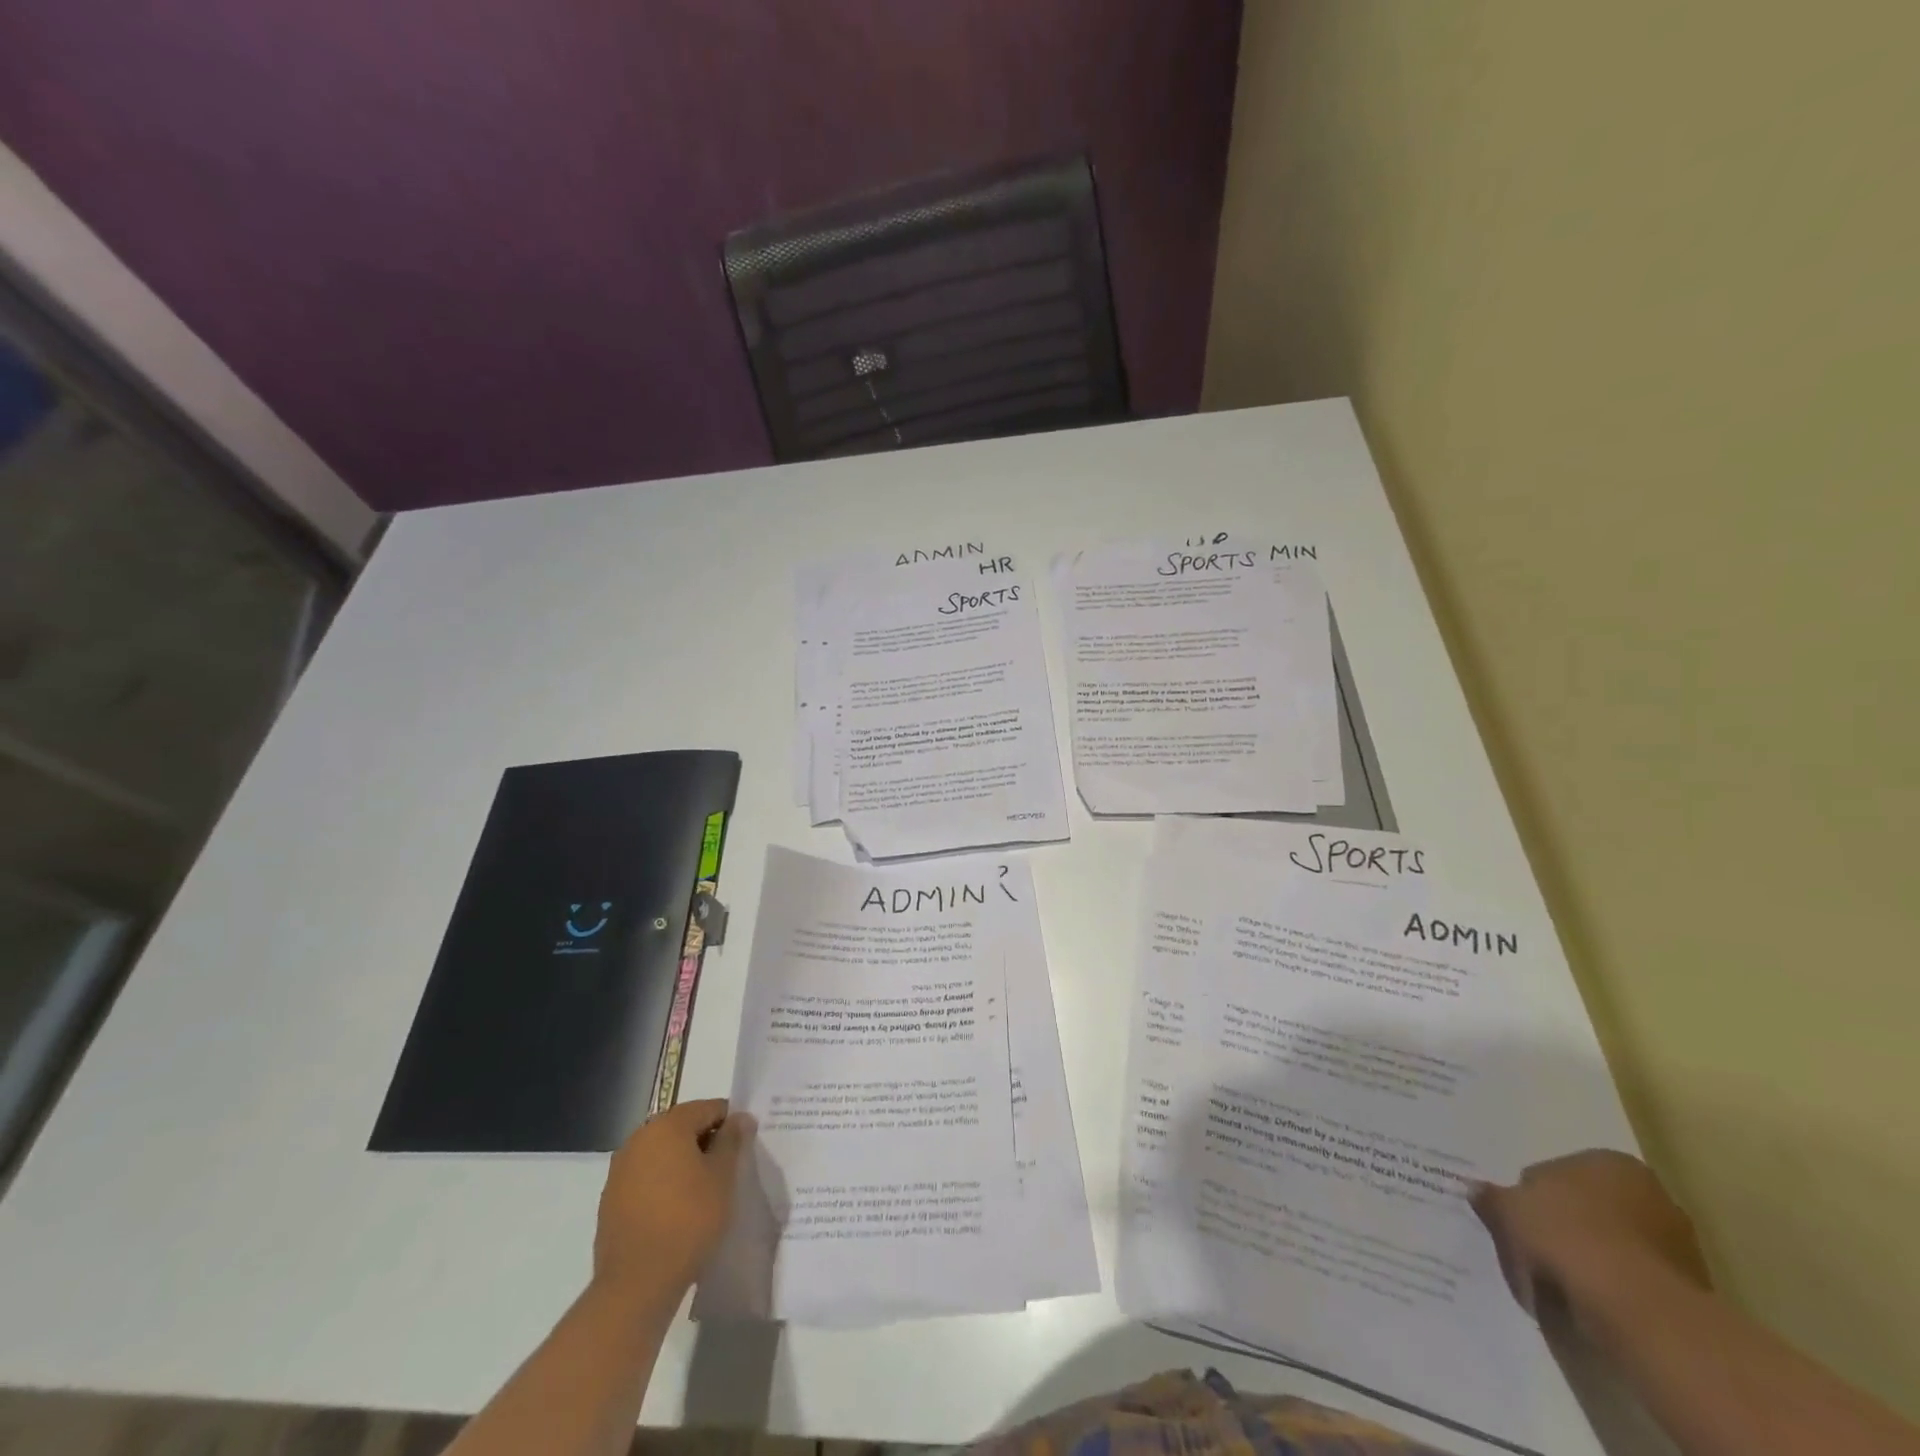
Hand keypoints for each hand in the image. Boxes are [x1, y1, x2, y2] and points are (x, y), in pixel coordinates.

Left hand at [593, 1099, 751, 1303]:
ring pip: (663, 1153)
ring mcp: (620, 1169)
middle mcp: (639, 1138)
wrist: (636, 1284)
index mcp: (667, 1125)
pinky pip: (646, 1177)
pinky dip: (664, 1183)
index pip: (708, 1108)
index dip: (730, 1123)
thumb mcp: (723, 1177)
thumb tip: (739, 1117)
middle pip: (682, 1127)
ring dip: (684, 1163)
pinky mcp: (611, 1199)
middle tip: (727, 1168)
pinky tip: (677, 1209)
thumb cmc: (688, 1220)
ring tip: (704, 1190)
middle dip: (706, 1142)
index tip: (744, 1145)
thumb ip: (732, 1140)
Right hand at [1471, 1149, 1709, 1318]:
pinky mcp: (1689, 1292)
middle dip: (1569, 1223)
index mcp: (1610, 1161)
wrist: (1636, 1310)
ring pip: (1616, 1244)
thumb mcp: (1508, 1210)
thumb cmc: (1566, 1237)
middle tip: (1536, 1244)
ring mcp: (1678, 1245)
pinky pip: (1634, 1279)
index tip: (1520, 1217)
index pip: (1561, 1170)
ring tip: (1560, 1279)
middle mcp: (1651, 1193)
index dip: (1535, 1194)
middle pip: (1594, 1206)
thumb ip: (1492, 1197)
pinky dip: (1613, 1286)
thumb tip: (1475, 1189)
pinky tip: (1589, 1300)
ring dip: (1593, 1257)